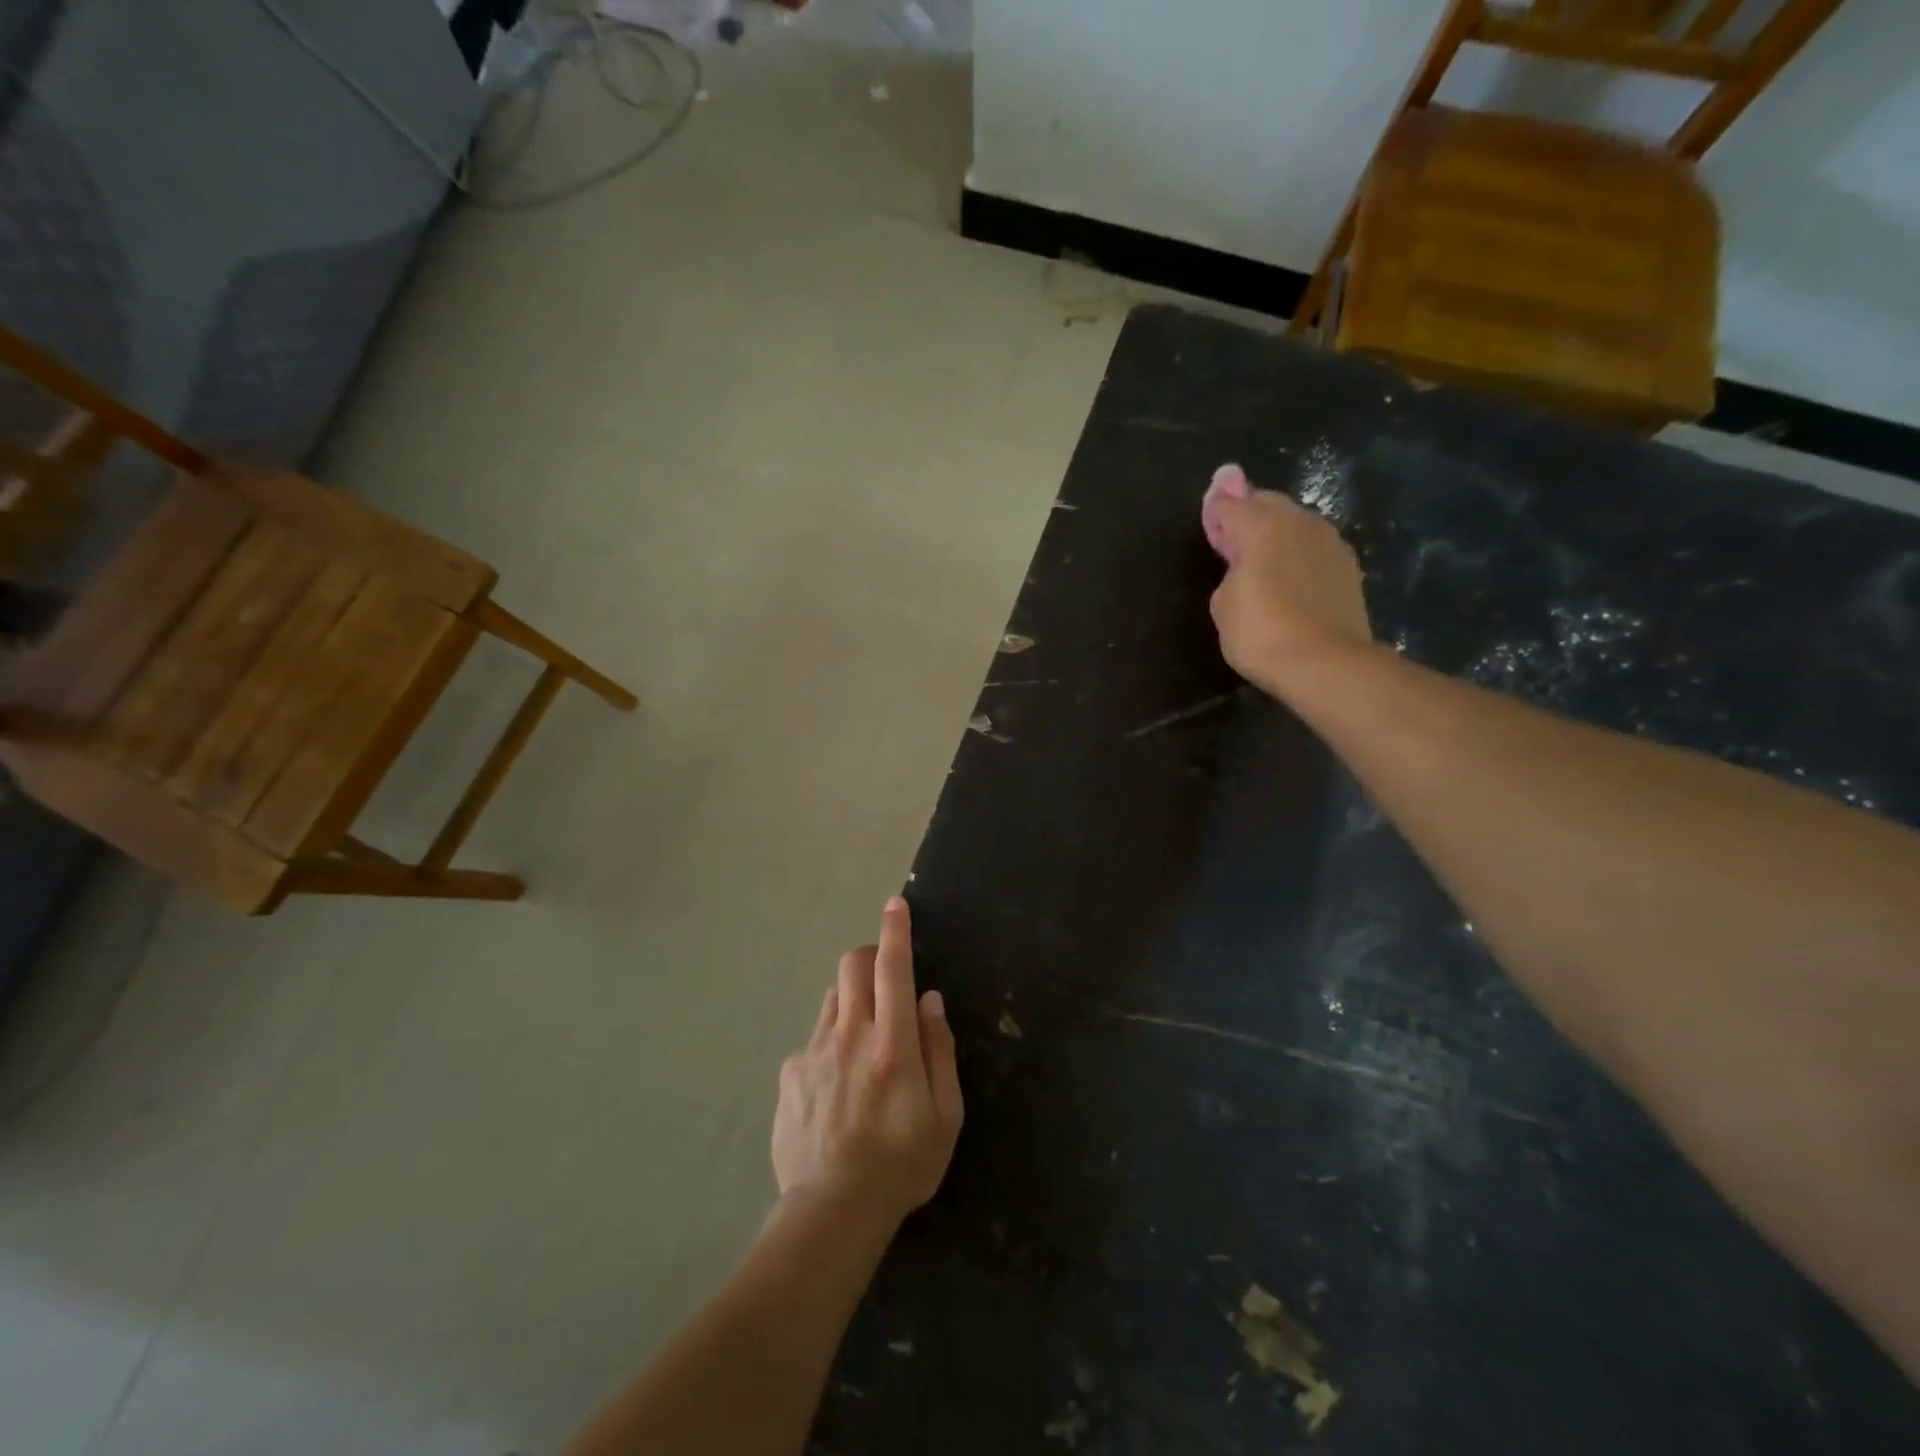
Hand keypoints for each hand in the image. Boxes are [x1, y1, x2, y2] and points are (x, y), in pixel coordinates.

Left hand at [772, 897, 963, 1228]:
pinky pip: (813, 1040)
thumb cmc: (902, 1164)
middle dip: (870, 957)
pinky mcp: (790, 1073)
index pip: (893, 969)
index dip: (896, 931)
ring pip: (833, 999)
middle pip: (852, 966)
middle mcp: (850, 1035)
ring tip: (862, 1046)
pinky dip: (830, 1045)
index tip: (895, 905)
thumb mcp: (945, 1115)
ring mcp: (814, 1052)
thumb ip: (939, 1049)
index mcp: (893, 1044)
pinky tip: (834, 1089)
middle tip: (885, 981)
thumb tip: (929, 1000)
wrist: (831, 1212)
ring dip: (852, 1003)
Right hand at [1201, 464, 1372, 693]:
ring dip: (1277, 533)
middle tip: (1234, 537)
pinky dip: (1299, 554)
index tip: (1209, 517)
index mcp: (1262, 526)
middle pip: (1268, 504)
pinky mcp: (1349, 567)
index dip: (1215, 511)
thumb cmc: (1261, 633)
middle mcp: (1299, 522)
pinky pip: (1314, 548)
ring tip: (1264, 559)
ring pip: (1296, 524)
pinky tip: (1291, 577)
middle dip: (1249, 514)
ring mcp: (1330, 542)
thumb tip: (1244, 564)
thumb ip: (1231, 572)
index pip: (1230, 505)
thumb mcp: (1223, 604)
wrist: (1325, 663)